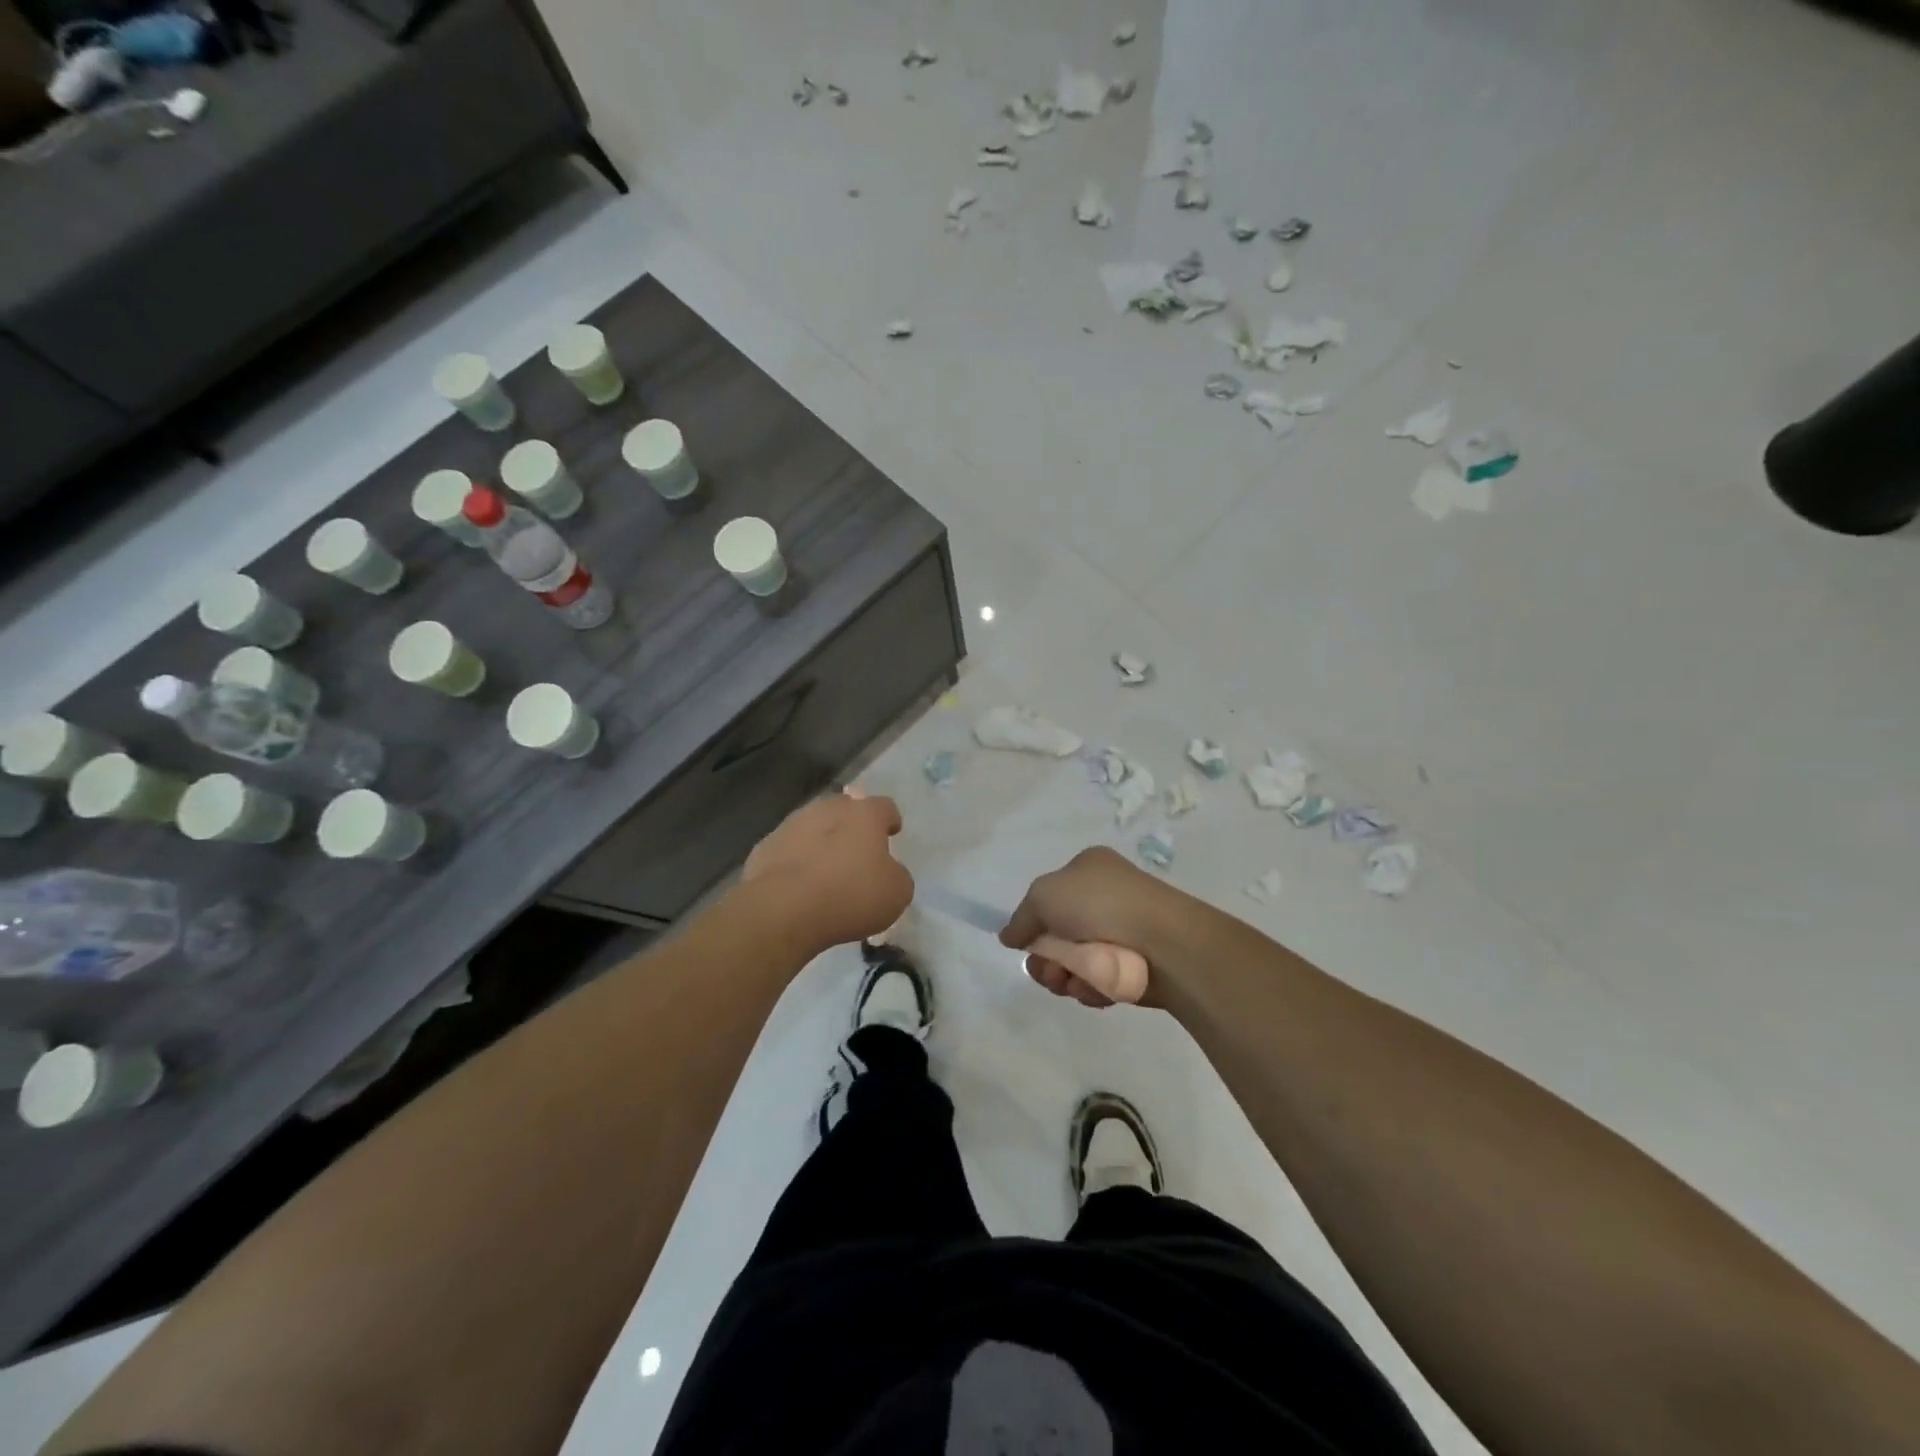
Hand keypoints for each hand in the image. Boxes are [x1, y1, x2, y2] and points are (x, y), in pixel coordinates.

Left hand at [742, 792, 912, 954]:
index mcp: (864, 814)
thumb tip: (887, 872)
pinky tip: (798, 886)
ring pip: (812, 826)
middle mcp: (827, 809)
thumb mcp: (897, 892)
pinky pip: (787, 850)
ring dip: (821, 841)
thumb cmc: (850, 895)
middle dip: (852, 826)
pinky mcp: (764, 848)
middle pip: (844, 809)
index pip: (884, 807)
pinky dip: (795, 862)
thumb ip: (896, 875)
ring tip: (825, 871)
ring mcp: (791, 825)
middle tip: (857, 852)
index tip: (892, 833)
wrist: (783, 910)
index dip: (890, 820)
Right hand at [999, 847, 1191, 1007]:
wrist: (1163, 942)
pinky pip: (1099, 980)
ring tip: (1074, 981)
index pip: (1049, 897)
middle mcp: (1106, 896)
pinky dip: (1092, 987)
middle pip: (1057, 935)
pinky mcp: (1135, 965)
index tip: (1027, 942)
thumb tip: (1009, 937)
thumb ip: (1020, 918)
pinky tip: (1097, 988)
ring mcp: (1122, 931)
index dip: (1034, 922)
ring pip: (1075, 962)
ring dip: (1065, 976)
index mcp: (1088, 868)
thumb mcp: (1044, 896)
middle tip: (1049, 970)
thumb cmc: (1099, 905)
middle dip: (1046, 958)